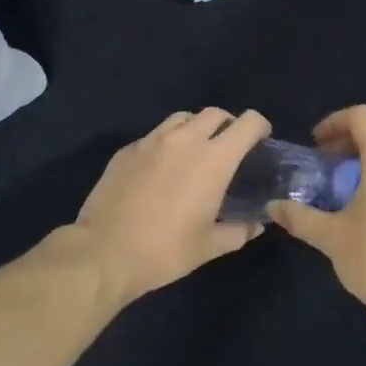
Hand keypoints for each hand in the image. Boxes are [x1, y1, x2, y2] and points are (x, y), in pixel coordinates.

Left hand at [68, 108, 272, 305]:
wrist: (104, 252)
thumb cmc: (165, 250)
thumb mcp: (210, 246)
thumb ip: (239, 231)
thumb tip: (256, 225)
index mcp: (214, 159)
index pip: (247, 123)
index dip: (260, 127)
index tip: (261, 141)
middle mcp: (185, 140)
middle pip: (215, 113)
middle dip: (228, 125)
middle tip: (229, 148)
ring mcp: (151, 141)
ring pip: (182, 118)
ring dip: (196, 128)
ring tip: (195, 152)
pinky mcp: (127, 150)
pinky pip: (155, 135)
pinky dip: (167, 142)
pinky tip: (162, 168)